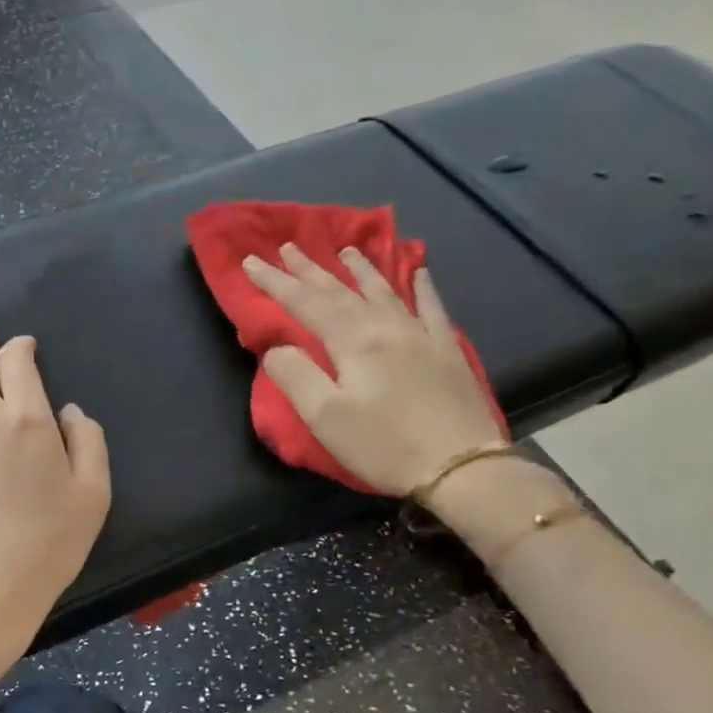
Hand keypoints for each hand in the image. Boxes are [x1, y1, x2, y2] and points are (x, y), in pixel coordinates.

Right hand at [242, 243, 504, 496]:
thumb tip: (277, 347)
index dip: (276, 282)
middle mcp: (386, 327)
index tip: (251, 262)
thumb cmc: (383, 445)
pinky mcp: (446, 351)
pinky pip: (432, 307)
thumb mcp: (325, 417)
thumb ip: (295, 376)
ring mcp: (421, 335)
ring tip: (346, 250)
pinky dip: (422, 286)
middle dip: (310, 269)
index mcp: (353, 342)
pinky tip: (419, 271)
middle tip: (288, 247)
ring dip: (361, 269)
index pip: (305, 304)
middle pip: (341, 291)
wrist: (461, 466)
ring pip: (384, 291)